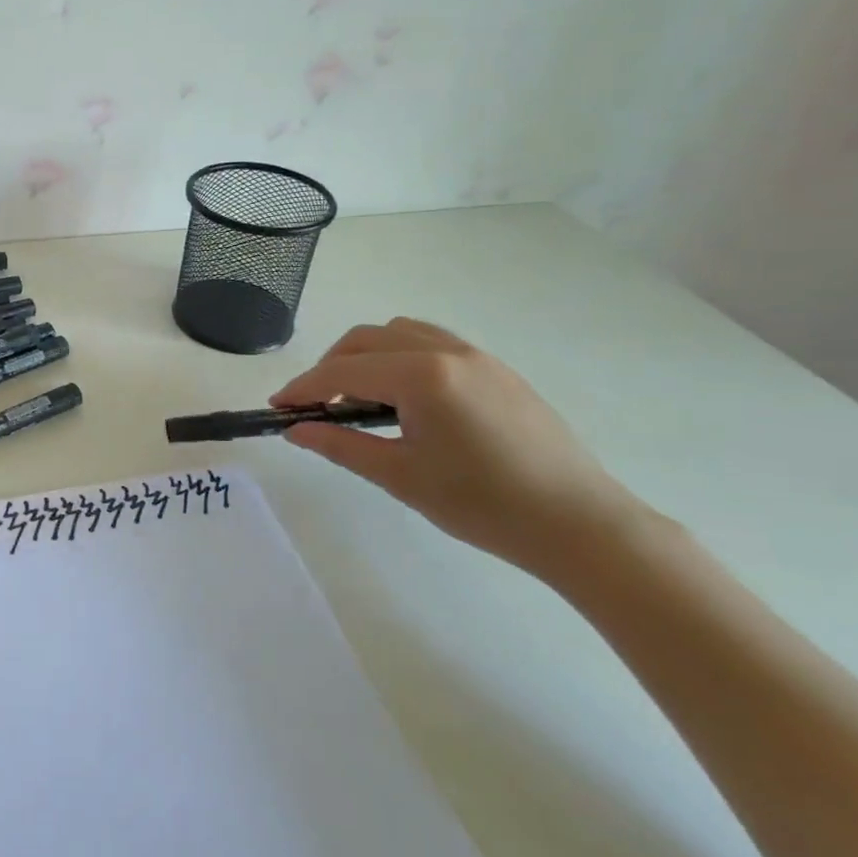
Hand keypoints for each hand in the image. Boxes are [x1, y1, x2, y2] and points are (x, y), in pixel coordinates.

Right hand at [273, 318, 654, 579]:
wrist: (579, 524)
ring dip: (365, 355)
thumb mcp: (400, 477)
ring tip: (356, 397)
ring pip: (399, 332)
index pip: (342, 371)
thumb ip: (340, 445)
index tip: (278, 407)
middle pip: (366, 339)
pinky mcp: (496, 369)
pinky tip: (402, 396)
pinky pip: (431, 342)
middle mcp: (446, 351)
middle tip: (313, 406)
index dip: (303, 387)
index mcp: (421, 376)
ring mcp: (476, 356)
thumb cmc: (483, 505)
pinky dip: (399, 356)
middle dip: (330, 367)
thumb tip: (295, 430)